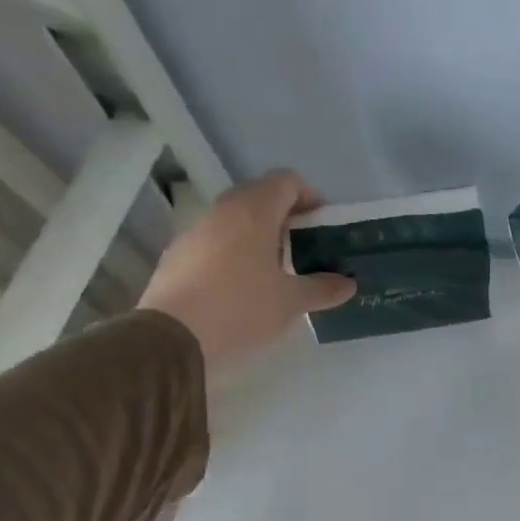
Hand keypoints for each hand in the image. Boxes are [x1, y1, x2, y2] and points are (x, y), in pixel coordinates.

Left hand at [138, 170, 353, 374]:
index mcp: (254, 212)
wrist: (172, 339)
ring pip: (236, 220)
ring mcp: (196, 232)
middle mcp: (223, 211)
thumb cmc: (241, 309)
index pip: (286, 181)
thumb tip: (347, 284)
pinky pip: (216, 242)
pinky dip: (236, 253)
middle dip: (286, 217)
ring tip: (278, 272)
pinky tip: (245, 288)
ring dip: (260, 236)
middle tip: (306, 248)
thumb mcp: (292, 302)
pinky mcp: (178, 255)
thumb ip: (323, 288)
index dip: (310, 197)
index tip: (323, 225)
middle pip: (260, 197)